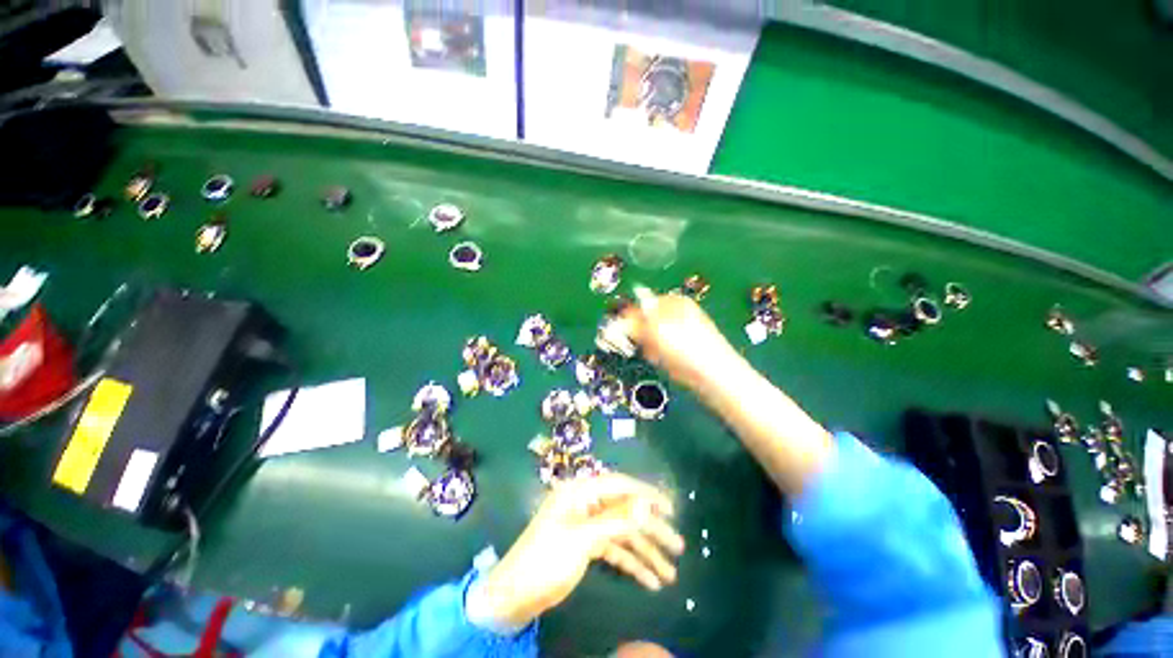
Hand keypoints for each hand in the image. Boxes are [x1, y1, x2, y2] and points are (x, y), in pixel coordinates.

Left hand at [475, 473, 684, 627]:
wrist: (514, 595)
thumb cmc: (544, 560)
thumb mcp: (580, 539)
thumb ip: (614, 520)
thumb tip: (645, 502)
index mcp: (581, 493)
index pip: (619, 485)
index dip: (646, 494)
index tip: (670, 508)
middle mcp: (587, 504)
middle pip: (626, 512)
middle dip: (652, 530)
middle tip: (678, 546)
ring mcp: (588, 525)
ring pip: (623, 533)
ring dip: (646, 552)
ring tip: (670, 574)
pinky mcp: (587, 546)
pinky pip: (615, 550)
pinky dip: (632, 564)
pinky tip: (650, 581)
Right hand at [621, 289, 744, 392]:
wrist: (714, 377)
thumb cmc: (687, 348)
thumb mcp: (655, 330)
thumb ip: (635, 322)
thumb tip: (620, 319)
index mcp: (675, 302)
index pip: (644, 302)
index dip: (630, 316)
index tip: (620, 329)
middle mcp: (680, 314)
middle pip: (647, 321)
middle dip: (641, 333)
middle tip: (643, 344)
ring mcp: (684, 332)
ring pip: (653, 337)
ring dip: (649, 347)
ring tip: (656, 355)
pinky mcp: (685, 350)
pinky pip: (663, 350)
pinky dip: (659, 356)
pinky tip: (664, 362)